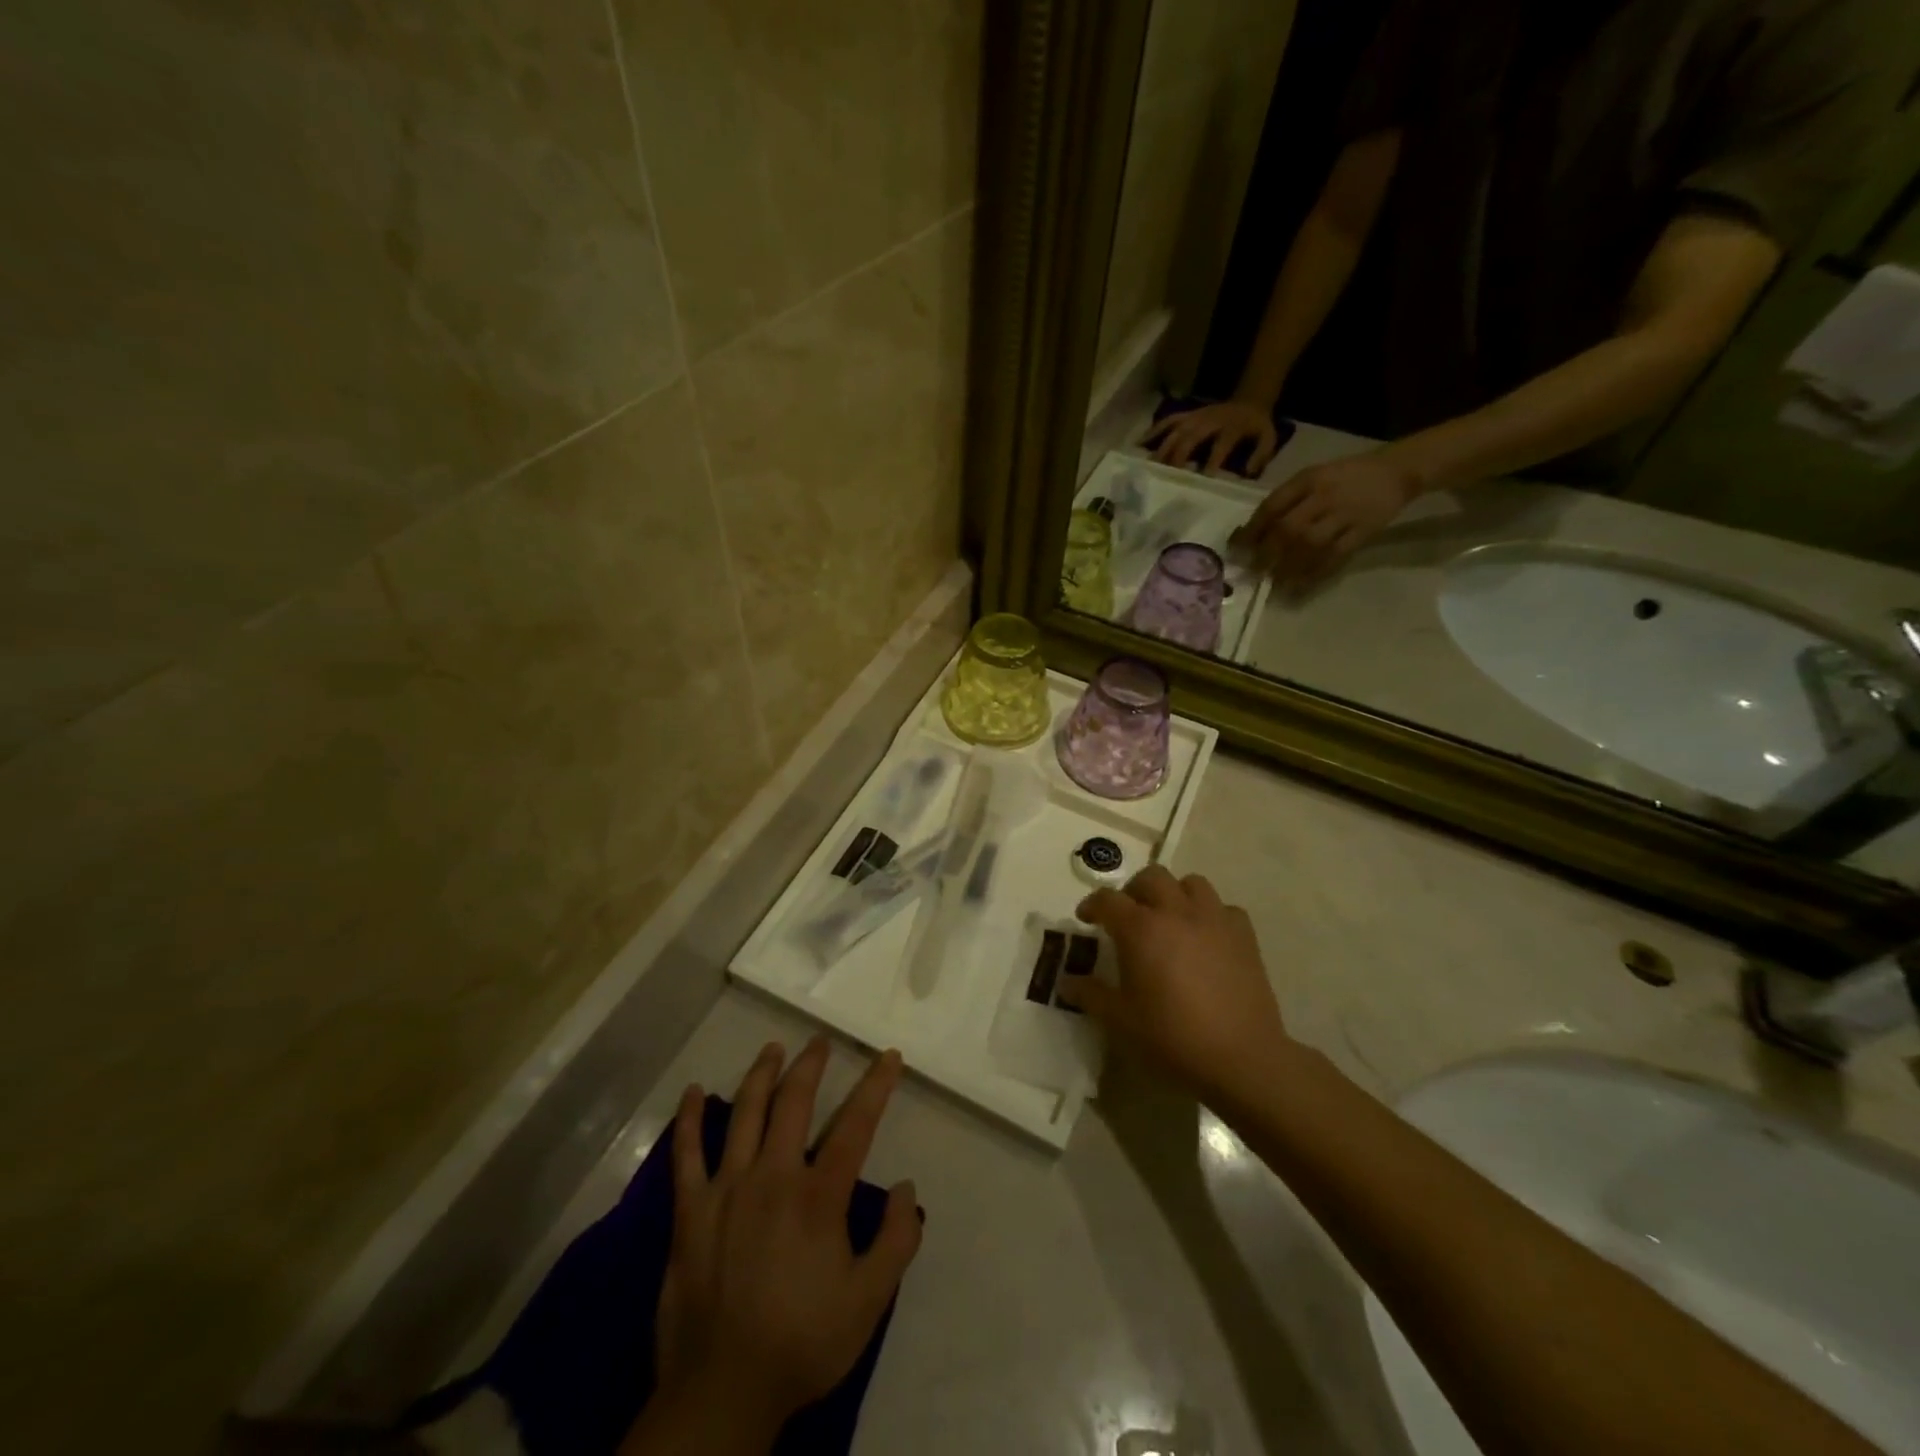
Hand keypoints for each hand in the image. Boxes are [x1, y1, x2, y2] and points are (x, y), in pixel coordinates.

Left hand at [638, 1038, 920, 1452]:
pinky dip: (688, 1120)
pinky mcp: (690, 1211)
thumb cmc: (801, 1343)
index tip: (888, 1056)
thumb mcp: (869, 1301)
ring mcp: (727, 1189)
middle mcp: (773, 1176)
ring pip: (745, 1113)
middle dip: (811, 1065)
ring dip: (761, 1074)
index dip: (876, 1086)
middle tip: (820, 1042)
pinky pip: (686, 1154)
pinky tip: (694, 1091)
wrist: (722, 1391)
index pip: (855, 1125)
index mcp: (818, 1196)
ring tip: (772, 1048)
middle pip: (794, 1102)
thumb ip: (896, 1240)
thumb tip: (905, 1188)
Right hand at [1060, 866, 1290, 1105]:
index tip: (1086, 919)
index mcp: (1141, 929)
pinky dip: (1211, 915)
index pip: (1108, 900)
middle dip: (1133, 891)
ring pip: (1191, 883)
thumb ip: (1090, 994)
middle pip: (1151, 877)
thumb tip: (1066, 982)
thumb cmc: (1172, 1036)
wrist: (1240, 1057)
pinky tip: (1207, 938)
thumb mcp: (1120, 1020)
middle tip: (1128, 916)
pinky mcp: (1244, 936)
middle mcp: (1176, 912)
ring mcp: (1214, 920)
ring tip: (1169, 919)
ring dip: (1174, 894)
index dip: (1092, 905)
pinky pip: (1224, 909)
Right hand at [1146, 399, 1281, 476]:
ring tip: (1149, 468)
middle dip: (1178, 458)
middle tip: (1166, 479)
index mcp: (1231, 427)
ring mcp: (1196, 416)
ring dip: (1162, 449)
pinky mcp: (1187, 415)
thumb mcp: (1269, 439)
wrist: (1251, 398)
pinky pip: (1167, 422)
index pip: (1220, 446)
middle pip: (1190, 439)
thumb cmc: (1257, 426)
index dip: (1211, 463)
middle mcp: (1210, 420)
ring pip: (1175, 431)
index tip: (1201, 482)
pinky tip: (1139, 445)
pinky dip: (1152, 431)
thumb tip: (1246, 473)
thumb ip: (1260, 456)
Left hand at [1236, 451, 1423, 585]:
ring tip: (1274, 581)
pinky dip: (1315, 572)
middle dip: (1267, 553)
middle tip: (1254, 570)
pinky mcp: (1363, 531)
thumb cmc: (1345, 476)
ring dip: (1288, 566)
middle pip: (1288, 529)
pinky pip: (1335, 556)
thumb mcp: (1313, 477)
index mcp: (1308, 479)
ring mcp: (1345, 514)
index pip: (1272, 506)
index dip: (1252, 530)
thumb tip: (1253, 531)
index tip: (1237, 549)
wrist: (1396, 471)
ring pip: (1310, 545)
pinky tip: (1300, 584)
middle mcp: (1324, 496)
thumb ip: (1287, 500)